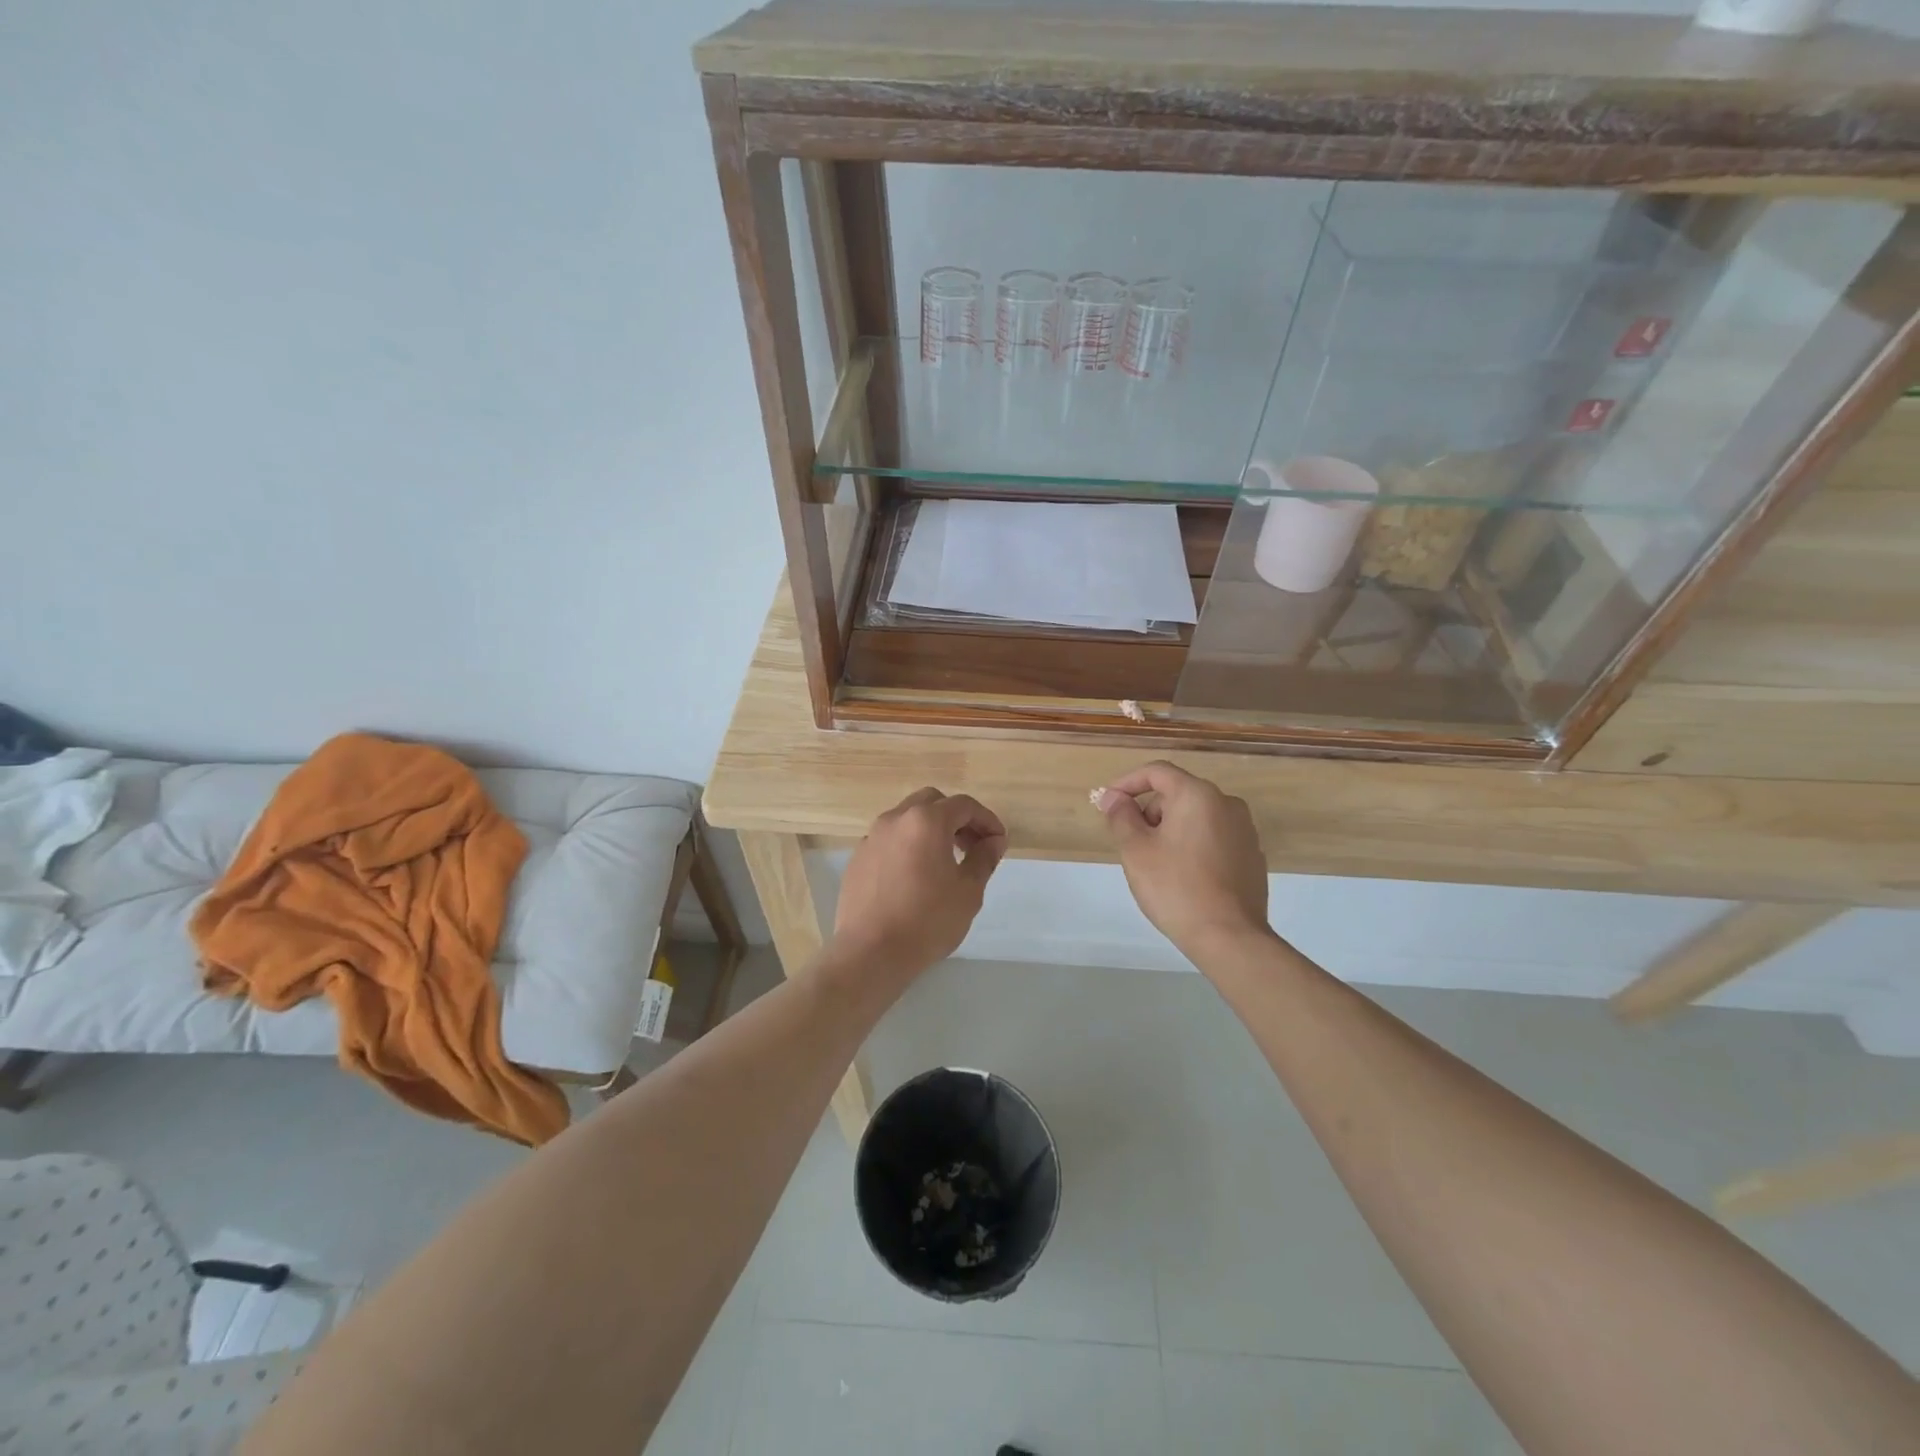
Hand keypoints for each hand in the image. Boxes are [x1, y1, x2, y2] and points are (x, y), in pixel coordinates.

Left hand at [830, 787, 1006, 987]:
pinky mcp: (858, 858)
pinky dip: (908, 845)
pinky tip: (915, 876)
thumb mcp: (968, 891)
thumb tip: (993, 841)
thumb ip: (984, 858)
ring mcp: (872, 837)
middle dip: (956, 818)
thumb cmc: (927, 921)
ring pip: (907, 818)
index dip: (987, 820)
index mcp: (926, 821)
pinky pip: (889, 839)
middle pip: (932, 802)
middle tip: (972, 846)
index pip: (964, 805)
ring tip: (945, 861)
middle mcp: (895, 819)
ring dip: (930, 830)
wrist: (870, 953)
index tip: (998, 842)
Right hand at [1095, 761, 1271, 964]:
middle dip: (1150, 811)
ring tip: (1156, 863)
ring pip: (1196, 817)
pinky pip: (1214, 837)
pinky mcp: (1252, 855)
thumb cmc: (1175, 887)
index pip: (1157, 772)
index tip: (1108, 804)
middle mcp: (1227, 803)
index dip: (1127, 783)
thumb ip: (1121, 816)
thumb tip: (1113, 797)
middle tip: (1131, 843)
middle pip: (1178, 794)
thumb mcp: (1136, 850)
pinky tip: (1184, 876)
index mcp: (1198, 795)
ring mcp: (1245, 830)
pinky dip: (1193, 845)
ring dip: (1171, 829)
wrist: (1229, 937)